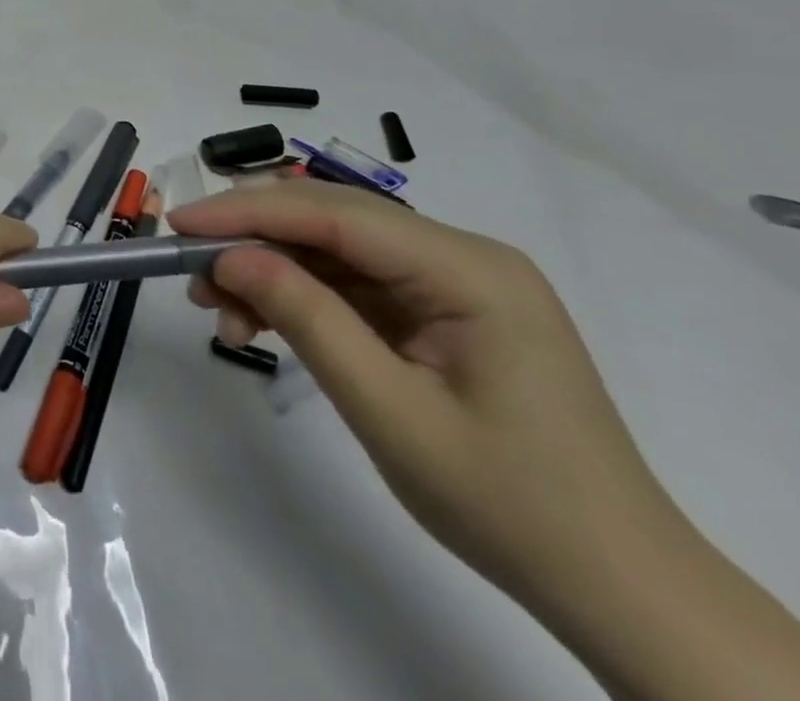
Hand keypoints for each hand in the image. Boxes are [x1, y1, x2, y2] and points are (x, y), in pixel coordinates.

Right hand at [171, 178, 674, 609]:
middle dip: (253, 238)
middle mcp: (463, 257)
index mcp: (470, 269)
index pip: (336, 213)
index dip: (248, 211)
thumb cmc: (510, 504)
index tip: (180, 224)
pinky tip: (261, 323)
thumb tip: (231, 256)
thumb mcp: (389, 412)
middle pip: (332, 219)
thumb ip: (307, 320)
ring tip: (221, 311)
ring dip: (271, 270)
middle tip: (191, 271)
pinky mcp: (440, 311)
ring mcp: (454, 283)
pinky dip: (301, 297)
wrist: (619, 589)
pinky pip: (354, 284)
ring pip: (335, 249)